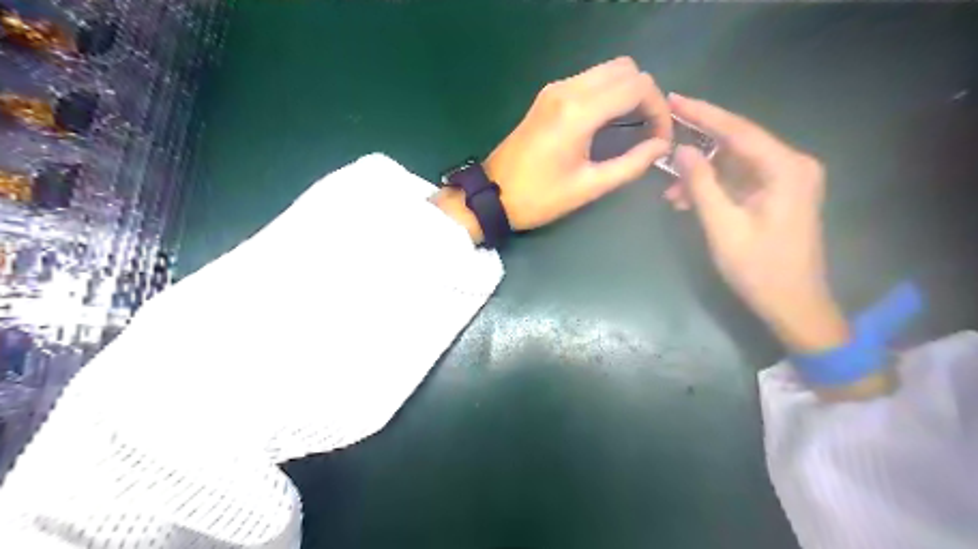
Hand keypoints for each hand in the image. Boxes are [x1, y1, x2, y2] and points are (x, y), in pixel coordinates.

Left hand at [434, 56, 672, 241]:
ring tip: (633, 126)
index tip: (661, 138)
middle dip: (646, 96)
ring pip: (607, 70)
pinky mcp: (547, 96)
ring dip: (627, 92)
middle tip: (649, 130)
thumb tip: (661, 147)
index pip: (637, 87)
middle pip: (625, 69)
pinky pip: (588, 80)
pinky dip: (607, 93)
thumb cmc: (540, 198)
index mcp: (578, 112)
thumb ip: (630, 164)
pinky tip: (609, 121)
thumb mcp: (588, 187)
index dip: (659, 109)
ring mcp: (554, 89)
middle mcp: (567, 89)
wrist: (493, 195)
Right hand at [665, 93, 849, 353]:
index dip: (703, 113)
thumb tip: (681, 149)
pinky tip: (687, 200)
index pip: (738, 130)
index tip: (673, 98)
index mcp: (786, 168)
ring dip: (702, 175)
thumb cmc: (758, 268)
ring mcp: (787, 181)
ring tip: (670, 192)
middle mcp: (792, 166)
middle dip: (699, 145)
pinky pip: (740, 181)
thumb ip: (701, 184)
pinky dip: (714, 188)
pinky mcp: (778, 196)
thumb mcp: (722, 226)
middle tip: (663, 136)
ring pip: (735, 164)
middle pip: (737, 143)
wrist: (793, 305)